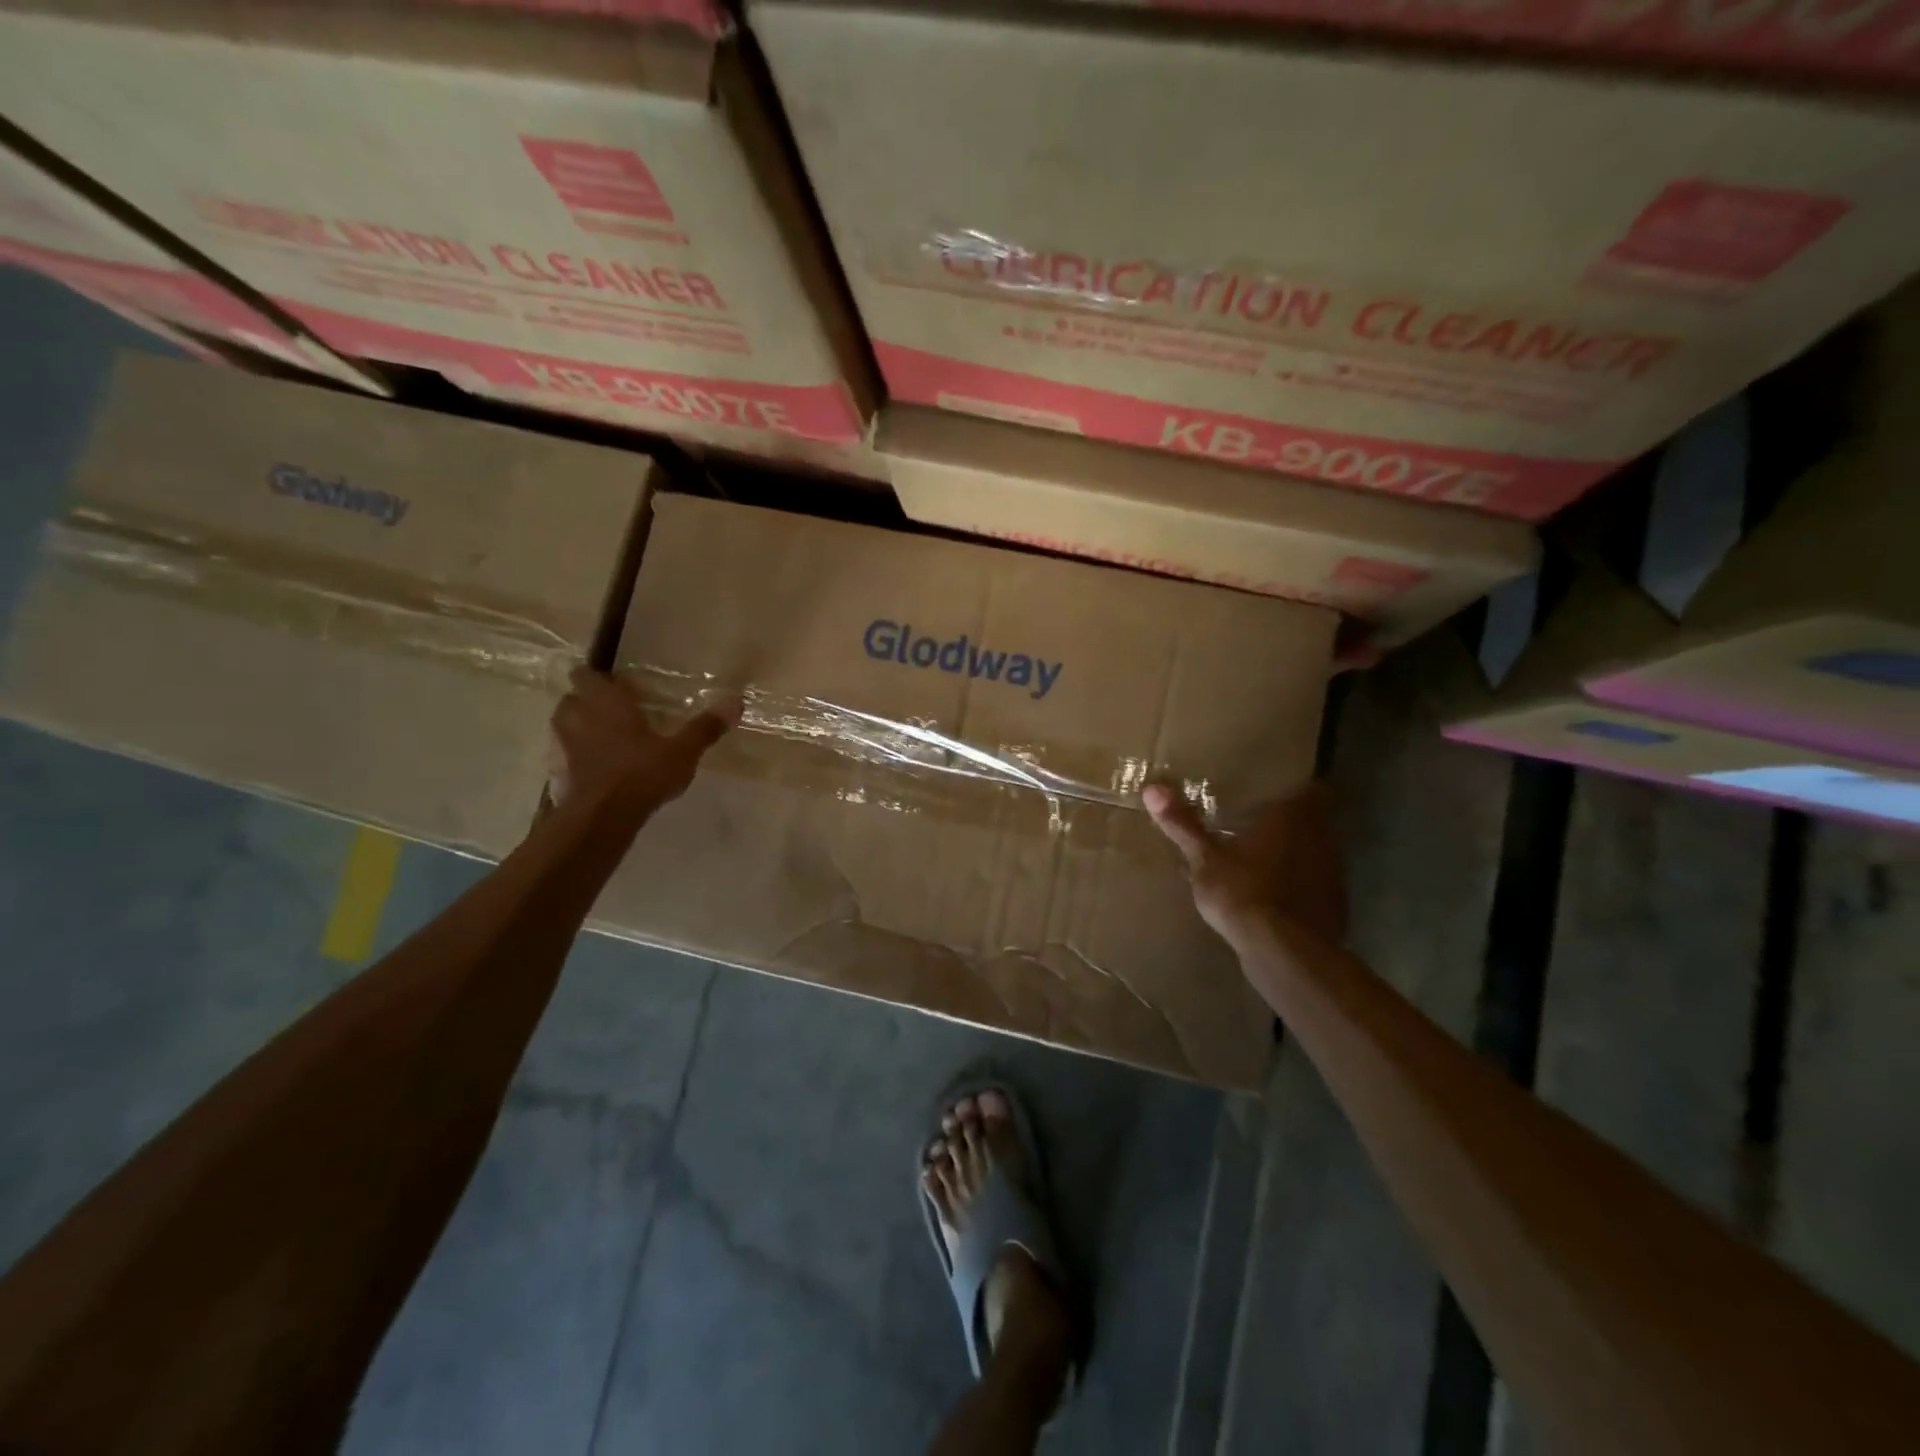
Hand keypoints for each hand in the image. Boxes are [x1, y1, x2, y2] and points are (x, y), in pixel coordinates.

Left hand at [548, 668, 738, 808]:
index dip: (598, 677)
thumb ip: (704, 727)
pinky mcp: (557, 772)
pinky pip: (563, 756)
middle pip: (572, 698)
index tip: (616, 684)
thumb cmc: (642, 773)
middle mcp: (578, 716)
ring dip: (579, 728)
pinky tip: (595, 769)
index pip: (587, 674)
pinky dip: (575, 757)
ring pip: (565, 726)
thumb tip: (735, 701)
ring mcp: (562, 745)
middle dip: (588, 701)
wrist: (602, 817)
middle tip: (613, 711)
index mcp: (605, 702)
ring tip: (604, 739)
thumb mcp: (682, 751)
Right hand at [1143, 782, 1346, 952]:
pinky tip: (1274, 897)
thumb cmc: (1243, 891)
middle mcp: (1322, 839)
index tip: (1277, 789)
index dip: (1299, 787)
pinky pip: (1316, 885)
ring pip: (1317, 852)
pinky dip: (1299, 886)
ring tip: (1263, 859)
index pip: (1315, 789)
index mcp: (1294, 818)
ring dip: (1296, 854)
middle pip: (1316, 820)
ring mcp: (1333, 874)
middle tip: (1260, 821)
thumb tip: (1152, 789)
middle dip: (1292, 821)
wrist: (1284, 952)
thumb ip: (1182, 824)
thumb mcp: (1204, 858)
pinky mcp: (1334, 907)